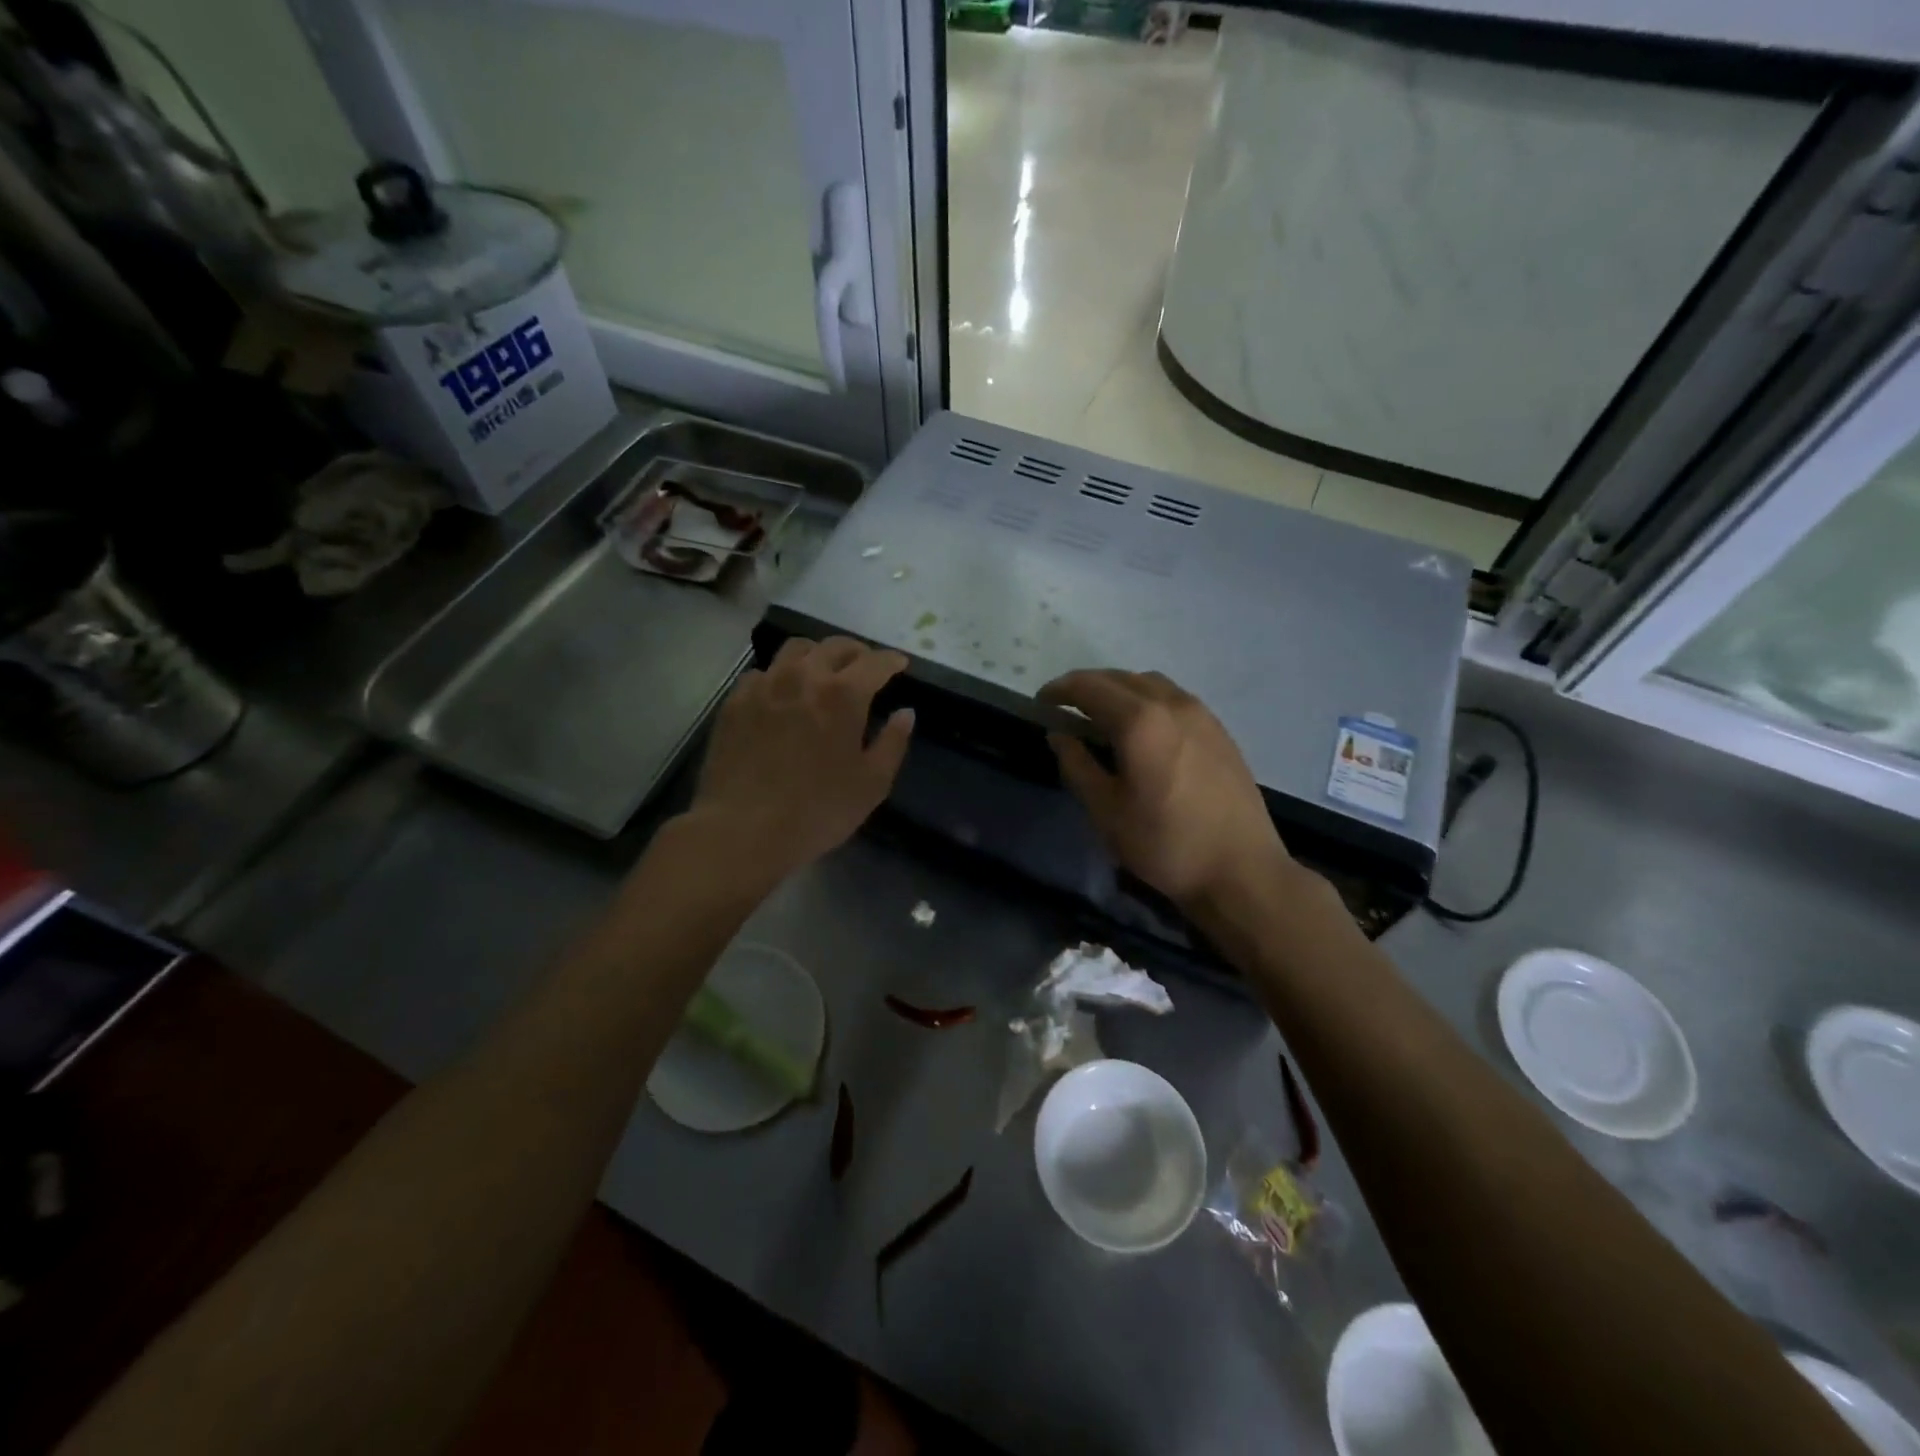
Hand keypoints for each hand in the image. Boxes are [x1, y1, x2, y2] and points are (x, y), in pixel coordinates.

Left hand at [687, 637, 913, 882]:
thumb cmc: (817, 811)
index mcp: (844, 694)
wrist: (742, 829)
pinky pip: (763, 672)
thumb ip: (893, 743)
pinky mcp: (736, 700)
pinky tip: (783, 694)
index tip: (900, 664)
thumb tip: (905, 713)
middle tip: (865, 667)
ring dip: (818, 654)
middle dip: (857, 652)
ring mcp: (765, 685)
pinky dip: (781, 675)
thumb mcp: (872, 784)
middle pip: (835, 646)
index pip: (875, 662)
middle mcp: (804, 676)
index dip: (892, 660)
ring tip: (823, 671)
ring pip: (796, 649)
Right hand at [1040, 669, 1291, 908]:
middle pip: (1119, 678)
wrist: (1241, 870)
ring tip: (1101, 715)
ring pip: (1149, 683)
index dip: (1059, 690)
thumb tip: (1059, 734)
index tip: (1040, 703)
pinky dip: (1146, 699)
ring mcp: (1200, 713)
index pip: (1089, 687)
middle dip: (1087, 687)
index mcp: (1139, 721)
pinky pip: (1173, 697)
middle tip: (1065, 708)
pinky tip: (1141, 728)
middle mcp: (1171, 704)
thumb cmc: (1165, 843)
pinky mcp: (1218, 729)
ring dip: (1118, 689)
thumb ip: (1077, 765)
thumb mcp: (1106, 811)